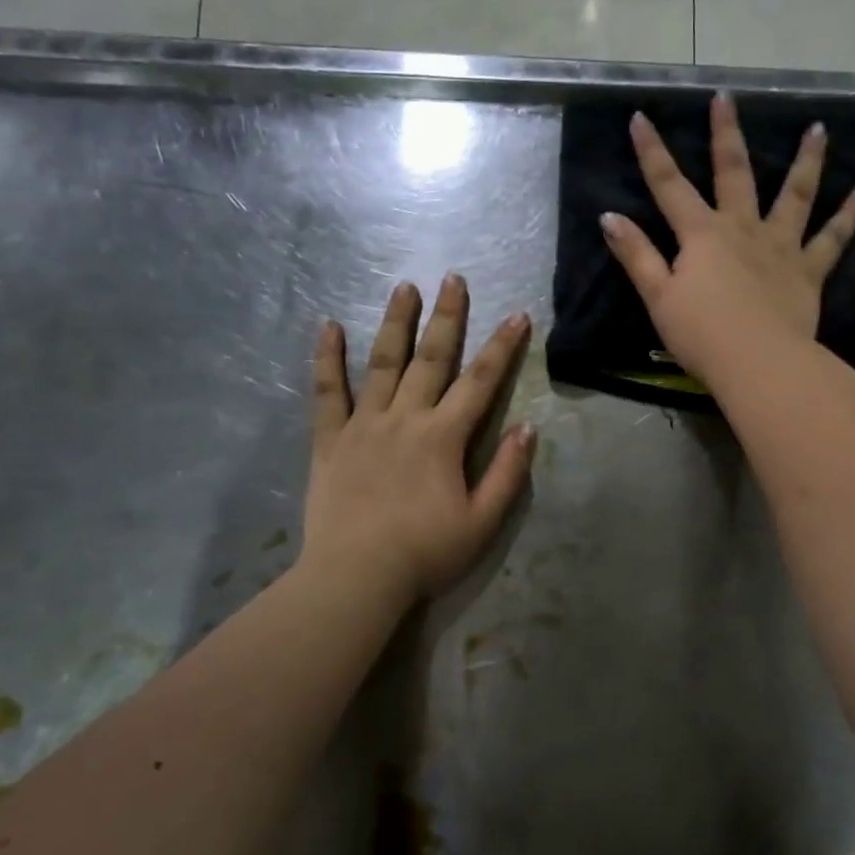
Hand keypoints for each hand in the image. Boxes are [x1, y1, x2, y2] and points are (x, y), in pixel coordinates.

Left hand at [301, 277, 534, 603]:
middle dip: (447, 317)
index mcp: (443, 438)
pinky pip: (326, 392)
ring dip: (395, 322)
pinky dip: (327, 359)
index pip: (480, 382)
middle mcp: (405, 419)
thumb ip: (507, 473)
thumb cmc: (425, 553)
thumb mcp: (482, 521)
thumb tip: (528, 428)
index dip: (502, 347)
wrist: (356, 577)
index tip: (518, 315)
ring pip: (382, 363)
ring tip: (404, 287)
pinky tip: (327, 327)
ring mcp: (363, 425)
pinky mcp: (330, 440)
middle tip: (453, 278)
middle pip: (431, 359)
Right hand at [599, 93, 854, 386]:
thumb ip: (637, 255)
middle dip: (726, 134)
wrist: (758, 362)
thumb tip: (609, 217)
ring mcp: (780, 246)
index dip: (652, 152)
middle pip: (734, 173)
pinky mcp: (808, 270)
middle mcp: (742, 229)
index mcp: (702, 235)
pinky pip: (834, 237)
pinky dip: (851, 212)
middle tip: (726, 98)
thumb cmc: (702, 334)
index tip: (640, 117)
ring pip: (795, 194)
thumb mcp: (658, 297)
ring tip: (819, 129)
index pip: (669, 186)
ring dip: (807, 160)